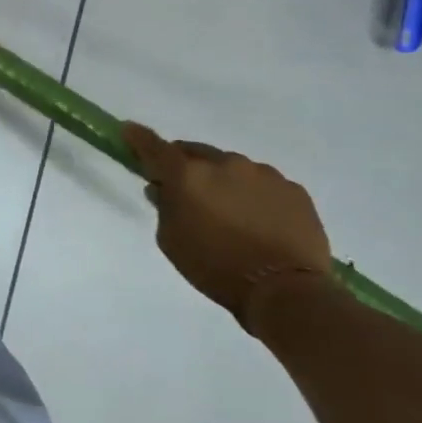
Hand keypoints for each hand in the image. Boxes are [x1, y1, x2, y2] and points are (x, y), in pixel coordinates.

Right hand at [122, 122, 333, 330]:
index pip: (154, 147)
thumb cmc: (216, 268)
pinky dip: (255, 196)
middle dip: (187, 167)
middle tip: (187, 193)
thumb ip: (164, 208)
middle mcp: (225, 163)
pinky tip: (260, 224)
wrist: (285, 291)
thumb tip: (162, 188)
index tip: (128, 131)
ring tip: (231, 216)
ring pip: (233, 168)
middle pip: (196, 154)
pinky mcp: (293, 189)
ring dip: (224, 182)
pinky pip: (264, 185)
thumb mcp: (172, 242)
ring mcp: (263, 173)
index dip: (138, 138)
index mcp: (188, 175)